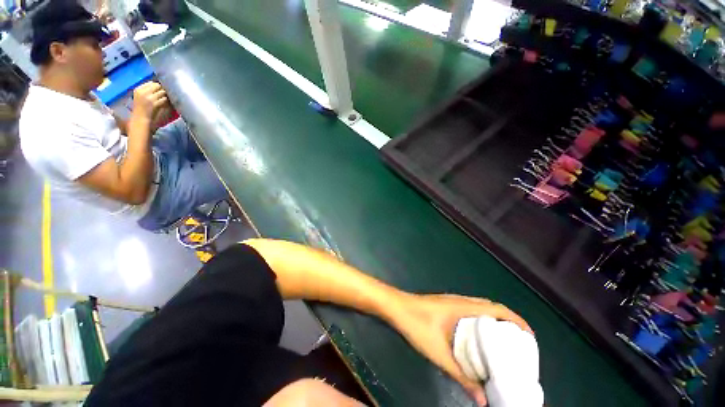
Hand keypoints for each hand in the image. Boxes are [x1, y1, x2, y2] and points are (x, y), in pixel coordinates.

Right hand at [131, 82, 171, 131]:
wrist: (140, 120)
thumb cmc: (141, 110)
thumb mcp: (141, 97)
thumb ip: (148, 91)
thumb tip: (160, 86)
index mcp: (138, 89)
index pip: (151, 82)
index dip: (158, 86)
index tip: (162, 90)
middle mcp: (142, 92)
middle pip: (158, 86)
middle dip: (164, 90)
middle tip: (168, 94)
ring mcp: (148, 97)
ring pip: (162, 92)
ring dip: (167, 95)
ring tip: (169, 99)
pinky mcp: (154, 103)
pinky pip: (165, 99)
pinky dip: (168, 101)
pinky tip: (169, 104)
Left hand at [391, 293, 531, 406]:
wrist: (395, 307)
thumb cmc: (416, 324)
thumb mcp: (439, 353)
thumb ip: (461, 377)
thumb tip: (482, 400)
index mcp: (463, 307)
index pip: (496, 308)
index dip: (515, 320)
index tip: (529, 337)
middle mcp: (460, 301)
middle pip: (491, 307)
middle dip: (508, 323)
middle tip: (519, 345)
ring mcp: (452, 302)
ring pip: (480, 308)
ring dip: (494, 321)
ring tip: (503, 342)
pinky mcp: (445, 305)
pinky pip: (470, 310)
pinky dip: (481, 321)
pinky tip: (479, 338)